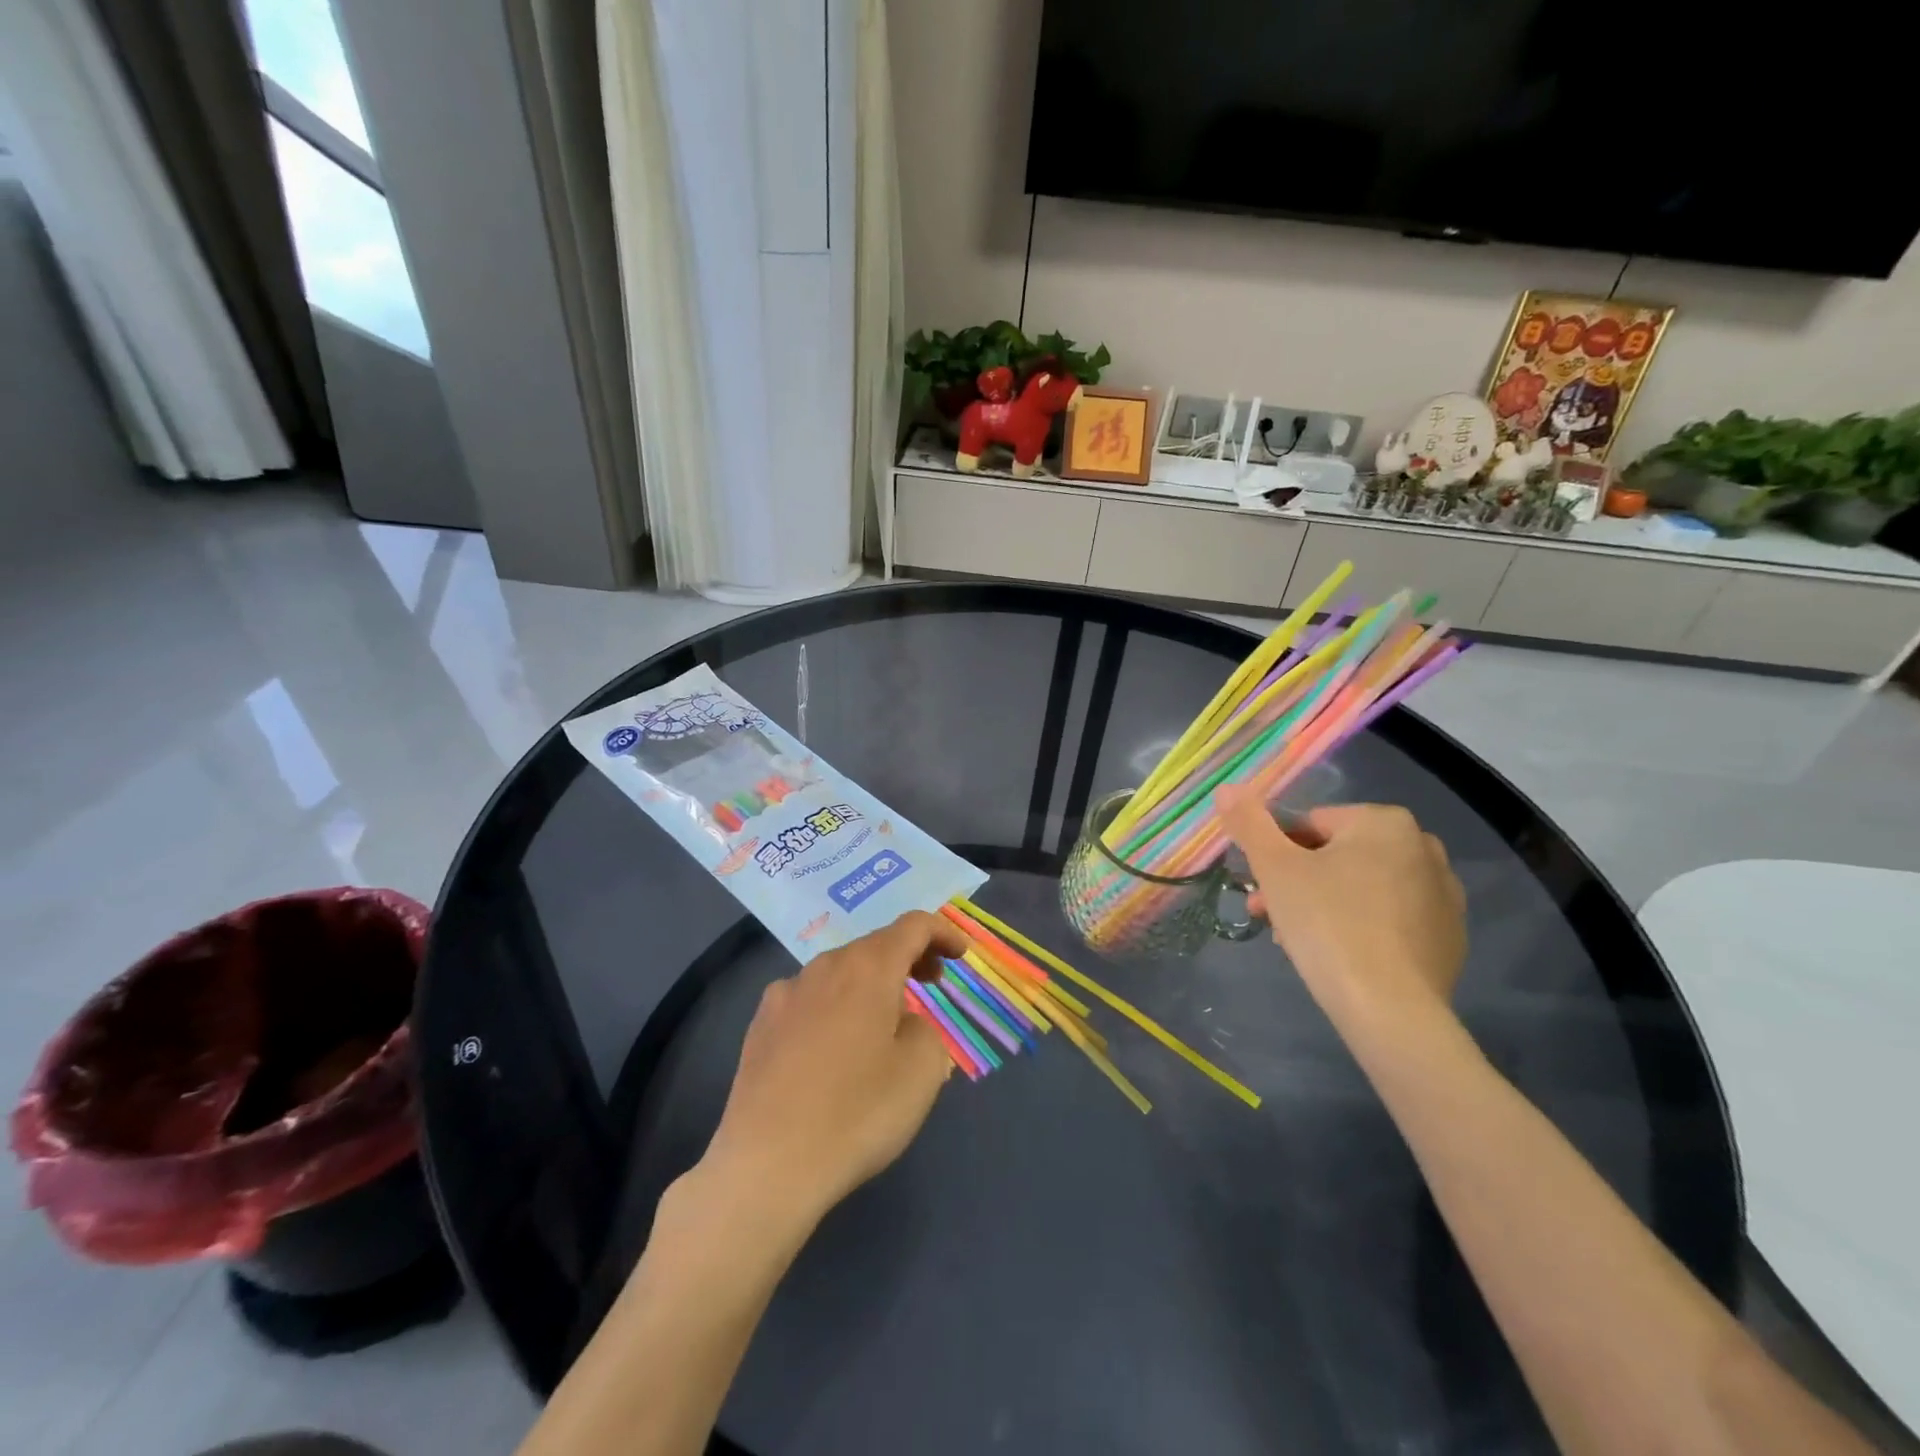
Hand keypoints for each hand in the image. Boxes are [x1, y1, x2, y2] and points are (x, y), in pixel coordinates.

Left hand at [698, 910, 966, 1230]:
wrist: (766, 1165)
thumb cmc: (856, 1113)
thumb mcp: (922, 1073)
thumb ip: (925, 1031)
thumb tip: (903, 1023)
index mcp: (868, 968)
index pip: (913, 926)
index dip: (942, 934)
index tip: (959, 956)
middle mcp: (824, 967)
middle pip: (874, 946)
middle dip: (908, 958)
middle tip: (930, 985)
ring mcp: (785, 994)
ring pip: (839, 973)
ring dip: (869, 984)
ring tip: (883, 1023)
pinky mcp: (759, 1025)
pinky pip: (809, 1000)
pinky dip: (834, 1006)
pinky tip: (833, 1048)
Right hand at [1215, 786, 1466, 1018]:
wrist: (1391, 1012)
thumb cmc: (1327, 926)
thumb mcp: (1275, 869)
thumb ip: (1249, 823)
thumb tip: (1228, 788)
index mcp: (1385, 823)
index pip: (1310, 824)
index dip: (1277, 854)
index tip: (1261, 888)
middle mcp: (1423, 848)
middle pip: (1337, 856)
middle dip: (1298, 881)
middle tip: (1270, 916)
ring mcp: (1444, 896)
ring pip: (1362, 888)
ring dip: (1324, 904)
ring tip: (1296, 941)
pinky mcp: (1449, 939)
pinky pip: (1390, 920)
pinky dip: (1361, 928)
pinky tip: (1339, 958)